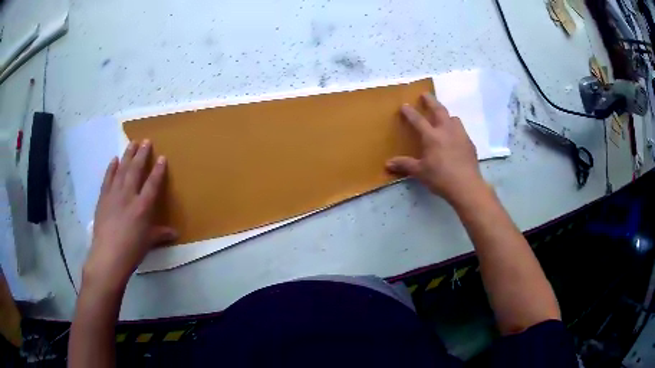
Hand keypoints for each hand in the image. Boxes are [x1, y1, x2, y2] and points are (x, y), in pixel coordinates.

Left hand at [83, 140, 176, 289]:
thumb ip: (161, 234)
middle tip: (146, 141)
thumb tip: (175, 234)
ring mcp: (114, 195)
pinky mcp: (103, 198)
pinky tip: (114, 159)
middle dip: (142, 154)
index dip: (158, 170)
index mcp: (143, 206)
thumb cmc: (132, 250)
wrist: (108, 256)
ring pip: (122, 170)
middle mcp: (129, 195)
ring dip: (127, 155)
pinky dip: (111, 168)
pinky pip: (108, 178)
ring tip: (132, 143)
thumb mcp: (148, 242)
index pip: (152, 183)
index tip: (162, 158)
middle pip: (136, 170)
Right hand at [386, 93, 484, 204]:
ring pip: (453, 118)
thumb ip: (405, 165)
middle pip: (439, 110)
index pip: (418, 120)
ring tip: (444, 117)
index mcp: (432, 136)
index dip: (410, 112)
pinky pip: (461, 130)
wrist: (466, 186)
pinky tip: (455, 138)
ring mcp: (460, 135)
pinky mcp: (469, 143)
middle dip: (431, 101)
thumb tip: (387, 164)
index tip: (404, 105)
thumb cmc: (440, 178)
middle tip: (425, 94)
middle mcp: (446, 130)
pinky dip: (456, 129)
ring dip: (447, 115)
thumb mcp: (420, 172)